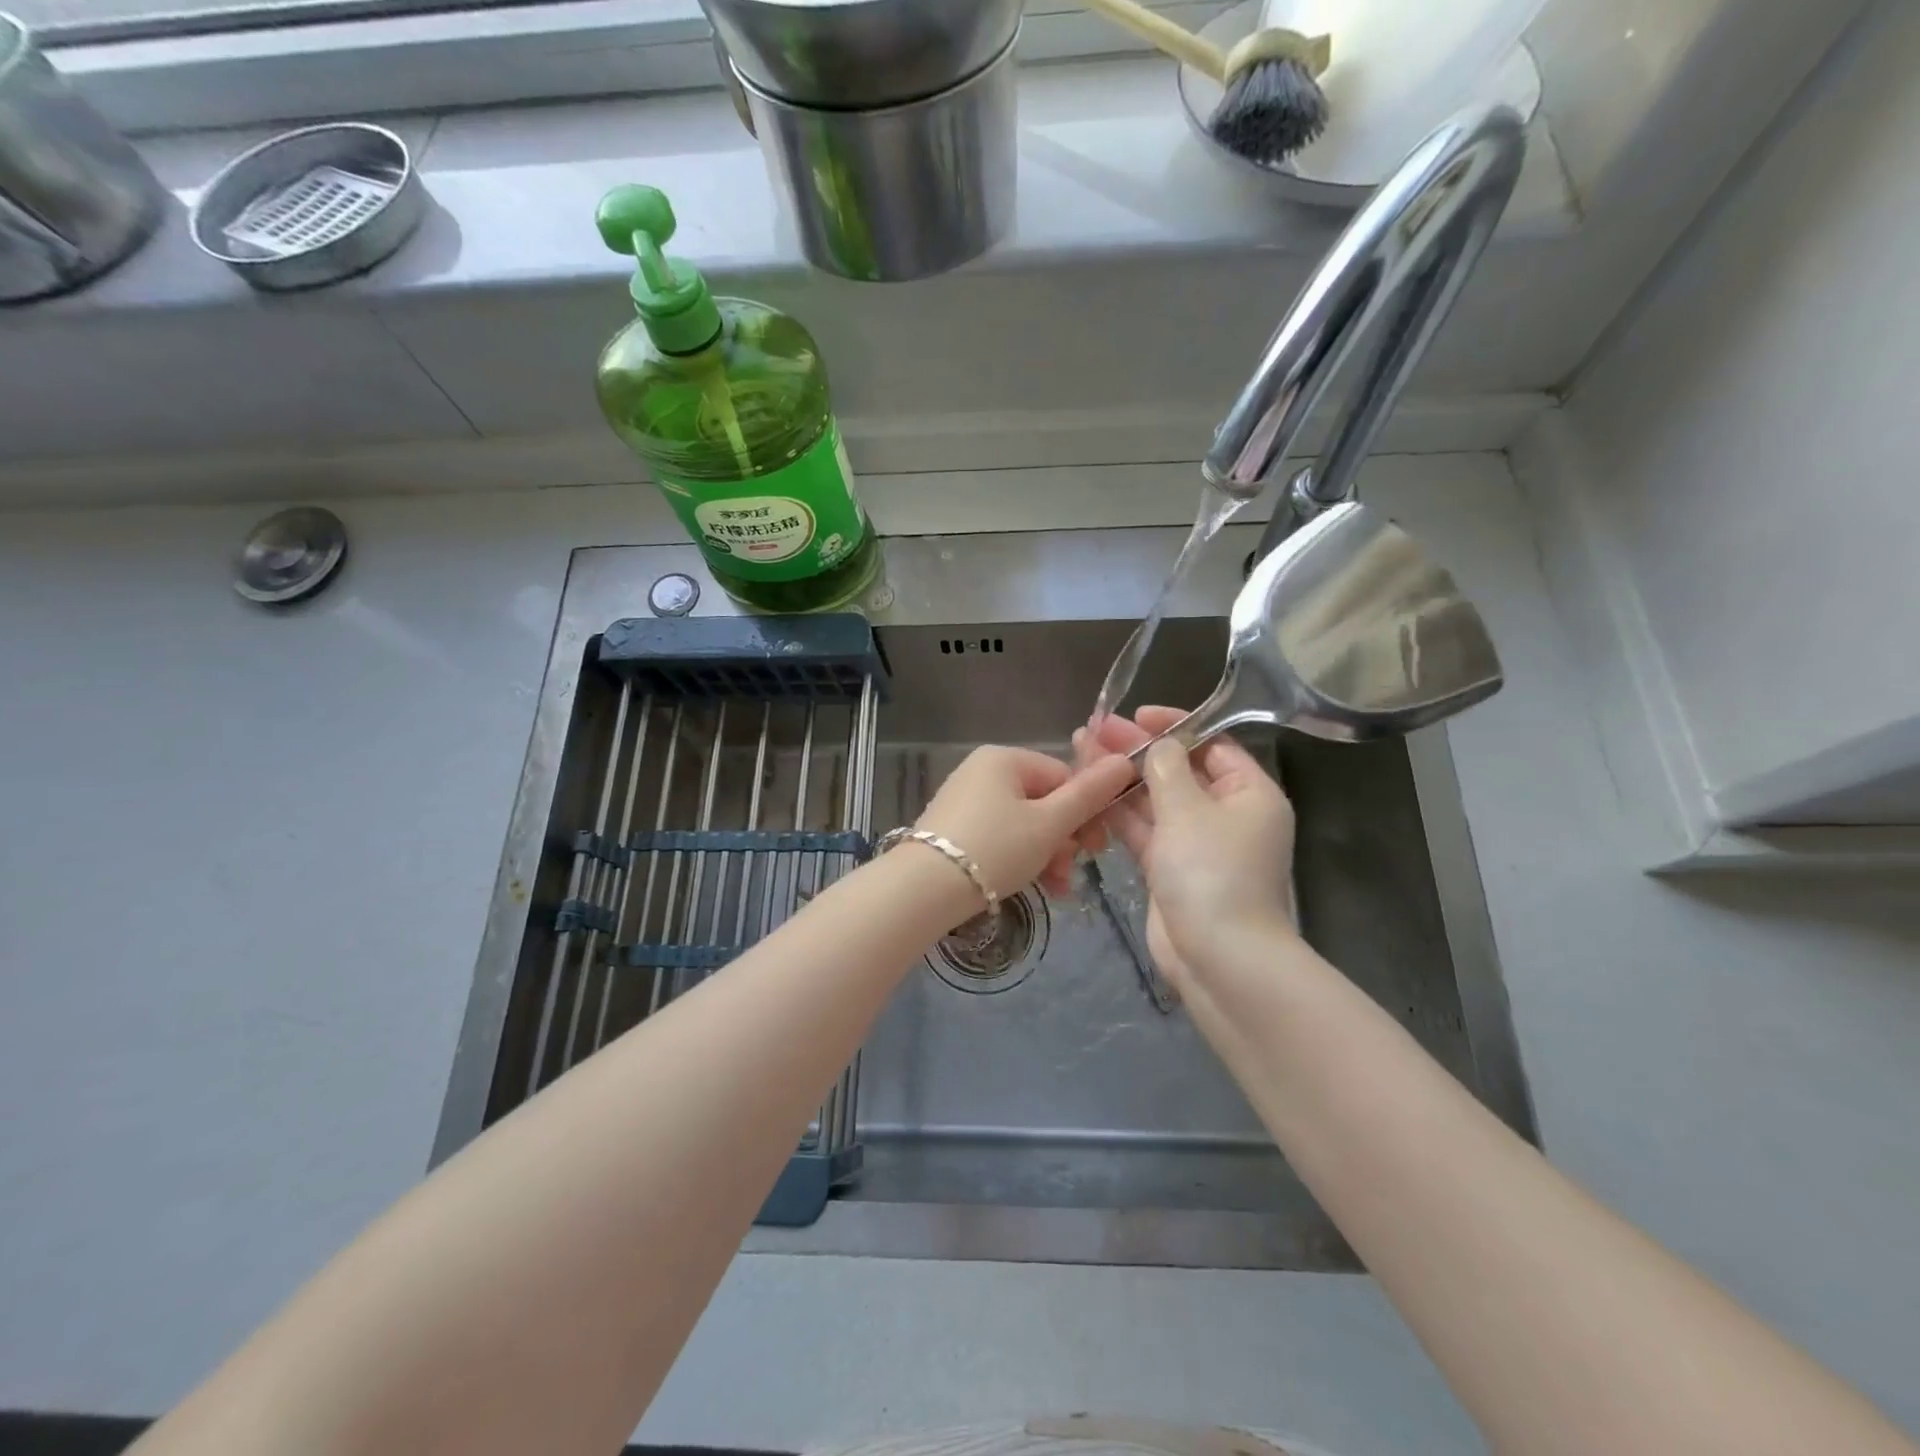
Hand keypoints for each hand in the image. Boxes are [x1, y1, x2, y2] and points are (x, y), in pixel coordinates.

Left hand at [915, 745, 1133, 901]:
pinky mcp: (954, 829)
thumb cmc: (995, 849)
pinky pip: (1000, 837)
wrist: (922, 890)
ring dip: (1047, 855)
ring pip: (1024, 824)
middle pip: (1044, 801)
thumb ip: (1089, 795)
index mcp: (1004, 758)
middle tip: (1071, 873)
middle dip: (1065, 840)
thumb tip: (1126, 761)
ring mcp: (965, 800)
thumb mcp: (1049, 824)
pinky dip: (1020, 858)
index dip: (1086, 812)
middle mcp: (982, 771)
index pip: (1064, 776)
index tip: (1096, 848)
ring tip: (1057, 890)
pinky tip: (1034, 887)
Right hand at [1074, 707, 1297, 985]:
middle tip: (1094, 732)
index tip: (1136, 716)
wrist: (1218, 959)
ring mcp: (1196, 845)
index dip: (1174, 726)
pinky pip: (1144, 831)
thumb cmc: (1212, 873)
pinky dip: (1119, 814)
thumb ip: (1166, 768)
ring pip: (1155, 802)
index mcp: (1249, 794)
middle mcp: (1225, 815)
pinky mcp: (1170, 870)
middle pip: (1177, 771)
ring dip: (1121, 780)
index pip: (1211, 745)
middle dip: (1136, 752)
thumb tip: (1157, 744)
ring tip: (1081, 753)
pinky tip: (1088, 793)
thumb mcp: (1188, 809)